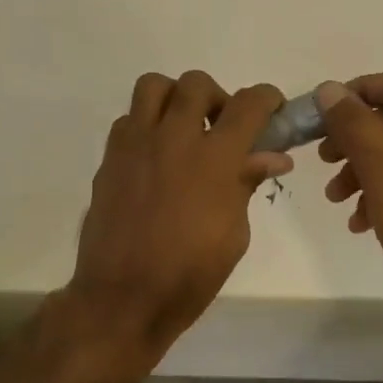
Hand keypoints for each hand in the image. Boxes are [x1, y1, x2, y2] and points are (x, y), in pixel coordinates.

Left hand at [64, 72, 291, 358]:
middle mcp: (174, 139)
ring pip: (154, 86)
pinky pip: (128, 119)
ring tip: (183, 130)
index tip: (272, 109)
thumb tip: (271, 157)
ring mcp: (136, 145)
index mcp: (215, 160)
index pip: (248, 104)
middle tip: (222, 127)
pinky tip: (154, 157)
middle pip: (197, 83)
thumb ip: (246, 185)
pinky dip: (146, 125)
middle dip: (218, 97)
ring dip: (175, 98)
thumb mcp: (233, 235)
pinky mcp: (109, 158)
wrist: (123, 298)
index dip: (267, 98)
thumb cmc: (189, 276)